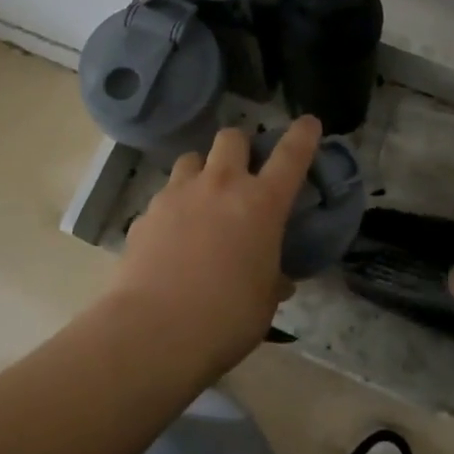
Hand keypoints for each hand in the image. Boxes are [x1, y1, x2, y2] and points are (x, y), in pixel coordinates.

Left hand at [110, 117, 322, 378]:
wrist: (153, 331)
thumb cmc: (226, 318)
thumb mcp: (264, 302)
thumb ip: (272, 280)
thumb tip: (276, 280)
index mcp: (261, 203)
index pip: (291, 155)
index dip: (302, 135)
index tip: (308, 123)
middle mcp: (220, 186)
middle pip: (231, 138)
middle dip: (239, 147)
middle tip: (241, 172)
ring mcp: (178, 195)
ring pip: (191, 159)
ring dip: (201, 171)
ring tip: (201, 200)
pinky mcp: (145, 213)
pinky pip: (164, 197)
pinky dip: (173, 209)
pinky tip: (171, 239)